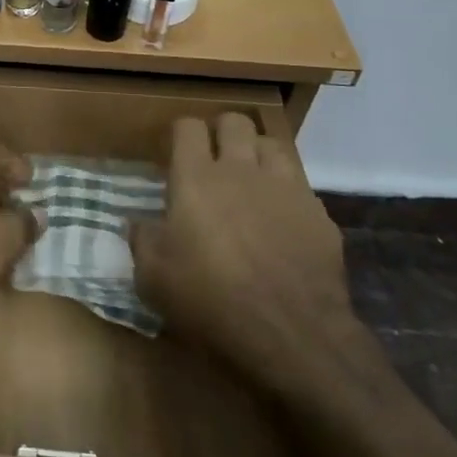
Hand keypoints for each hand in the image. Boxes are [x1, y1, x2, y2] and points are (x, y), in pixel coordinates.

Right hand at [131, 115, 362, 393]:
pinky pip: (301, 185)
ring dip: (258, 153)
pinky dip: (288, 192)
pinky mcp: (319, 214)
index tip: (176, 153)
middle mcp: (241, 170)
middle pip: (235, 122)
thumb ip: (142, 241)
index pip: (188, 127)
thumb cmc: (211, 300)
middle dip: (223, 132)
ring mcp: (286, 188)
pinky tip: (282, 218)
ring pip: (272, 144)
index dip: (182, 134)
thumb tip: (137, 223)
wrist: (292, 334)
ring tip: (251, 178)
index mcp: (196, 178)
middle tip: (214, 158)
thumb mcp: (153, 278)